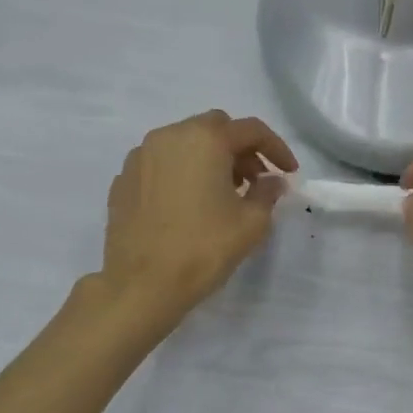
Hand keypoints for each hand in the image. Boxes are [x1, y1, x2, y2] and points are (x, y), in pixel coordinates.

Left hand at [97, 110, 297, 324]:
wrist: (141, 285)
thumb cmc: (203, 249)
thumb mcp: (251, 223)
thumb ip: (267, 193)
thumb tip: (272, 181)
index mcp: (205, 140)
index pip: (251, 130)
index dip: (276, 148)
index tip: (289, 172)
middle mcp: (170, 136)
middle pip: (215, 128)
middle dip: (240, 149)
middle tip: (255, 180)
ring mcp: (141, 156)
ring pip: (185, 142)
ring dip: (210, 158)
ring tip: (222, 193)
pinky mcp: (123, 179)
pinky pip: (161, 164)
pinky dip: (181, 172)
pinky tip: (189, 203)